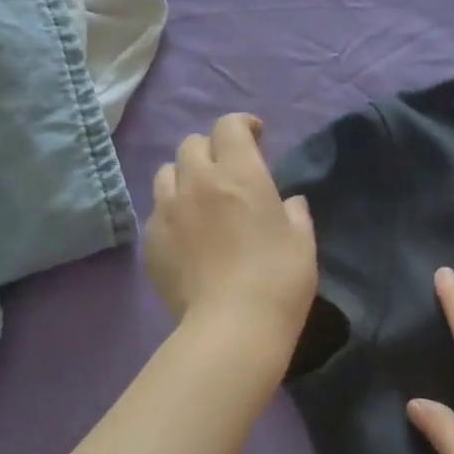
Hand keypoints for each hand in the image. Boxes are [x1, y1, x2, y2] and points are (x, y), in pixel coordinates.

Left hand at [145, 114, 316, 336]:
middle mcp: (197, 182)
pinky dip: (171, 213)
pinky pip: (156, 212)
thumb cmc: (279, 279)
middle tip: (227, 171)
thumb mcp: (302, 241)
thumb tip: (287, 203)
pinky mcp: (151, 242)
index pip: (229, 126)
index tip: (256, 137)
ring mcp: (168, 211)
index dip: (242, 125)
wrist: (232, 328)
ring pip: (166, 173)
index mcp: (239, 174)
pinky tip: (186, 235)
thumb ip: (294, 212)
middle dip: (211, 149)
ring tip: (198, 198)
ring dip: (184, 176)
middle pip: (192, 144)